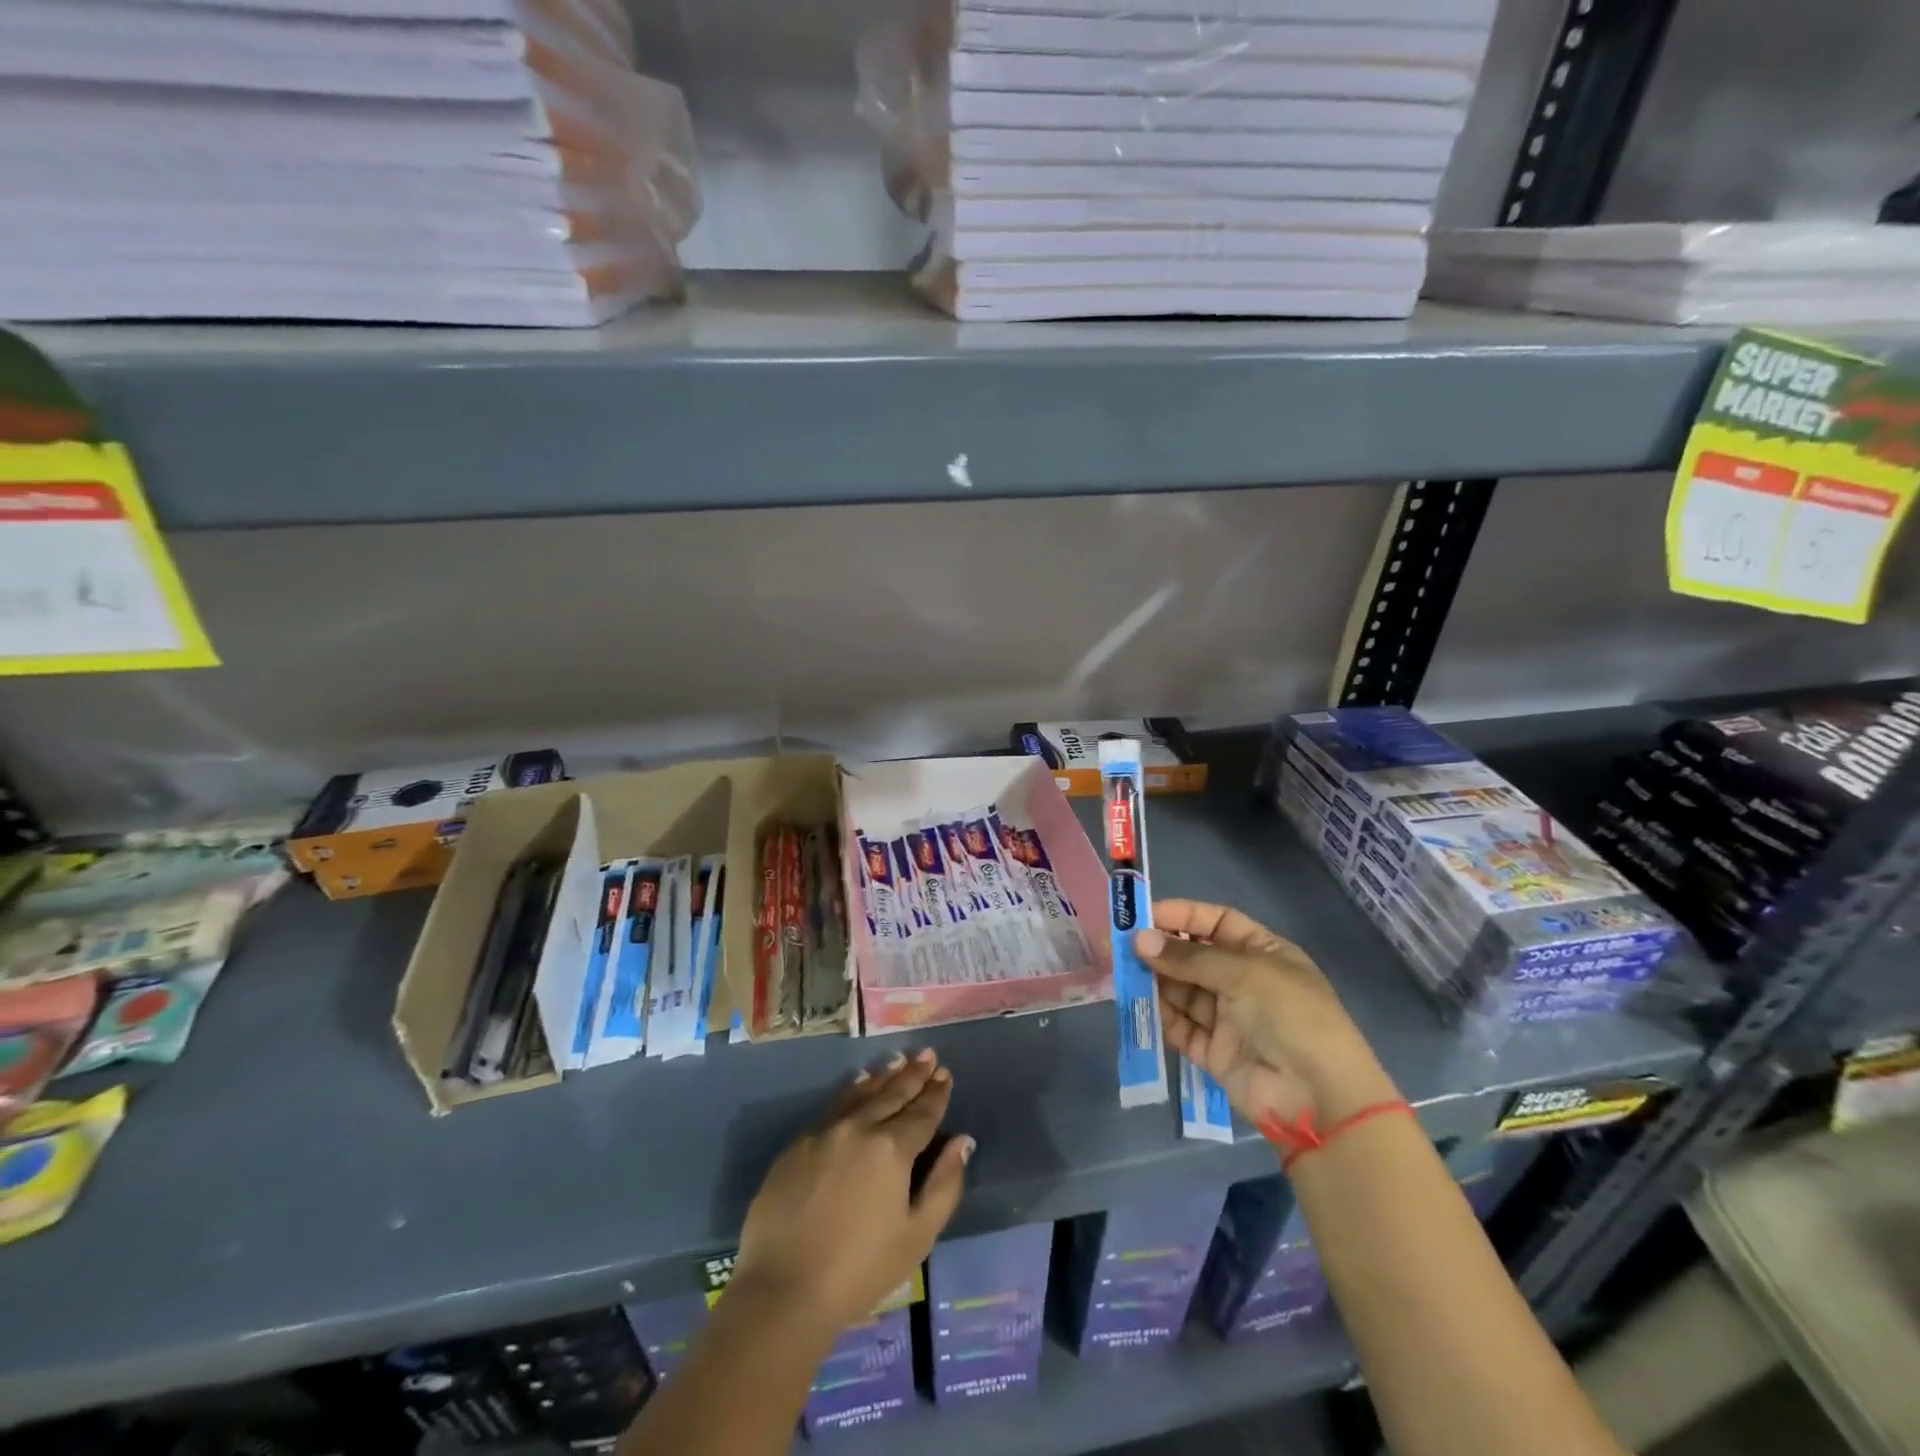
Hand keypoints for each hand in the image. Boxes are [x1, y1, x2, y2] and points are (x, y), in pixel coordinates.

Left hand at [731, 1048, 972, 1334]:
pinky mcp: (797, 1145)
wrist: (782, 1290)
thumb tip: (962, 1142)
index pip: (922, 1112)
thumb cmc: (859, 1271)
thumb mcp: (917, 1236)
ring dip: (882, 1076)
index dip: (936, 1093)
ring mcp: (824, 1133)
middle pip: (892, 1094)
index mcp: (891, 1149)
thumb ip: (944, 1185)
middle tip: (927, 1054)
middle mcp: (859, 1128)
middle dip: (913, 1074)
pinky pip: (832, 1107)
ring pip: (860, 1094)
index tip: (945, 1074)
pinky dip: (851, 1092)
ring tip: (897, 1060)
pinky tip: (857, 1085)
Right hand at [1136, 899, 1398, 1127]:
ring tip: (1121, 972)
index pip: (1216, 922)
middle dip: (1160, 949)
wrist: (1317, 1097)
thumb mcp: (1244, 972)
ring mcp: (1228, 1017)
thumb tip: (1139, 940)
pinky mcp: (1213, 1051)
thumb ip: (1189, 957)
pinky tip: (1137, 1003)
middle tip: (1120, 945)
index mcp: (1263, 953)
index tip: (1142, 915)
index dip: (1182, 915)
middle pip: (1194, 956)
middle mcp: (1244, 981)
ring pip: (1182, 990)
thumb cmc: (1290, 1015)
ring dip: (1154, 980)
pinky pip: (1180, 1025)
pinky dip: (1160, 1014)